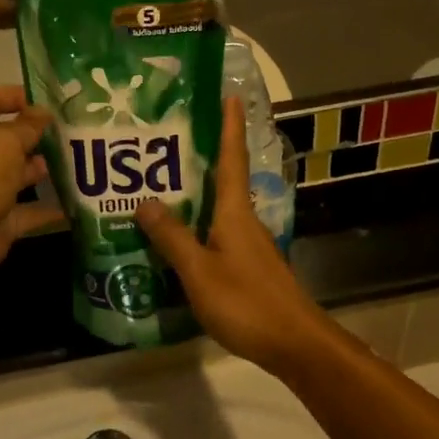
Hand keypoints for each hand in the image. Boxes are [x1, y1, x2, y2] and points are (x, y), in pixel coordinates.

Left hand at [0, 87, 63, 294]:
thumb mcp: (5, 142)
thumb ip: (27, 127)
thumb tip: (42, 113)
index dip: (17, 95)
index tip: (49, 100)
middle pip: (7, 138)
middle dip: (38, 135)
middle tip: (74, 131)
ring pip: (19, 174)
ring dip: (45, 168)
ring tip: (80, 162)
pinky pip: (30, 210)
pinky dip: (50, 208)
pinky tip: (79, 201)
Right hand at [137, 99, 335, 376]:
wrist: (294, 343)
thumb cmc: (247, 303)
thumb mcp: (200, 271)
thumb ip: (172, 238)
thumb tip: (145, 200)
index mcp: (235, 212)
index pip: (232, 158)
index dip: (230, 126)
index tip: (229, 94)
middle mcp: (244, 220)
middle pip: (223, 178)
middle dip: (202, 155)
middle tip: (165, 139)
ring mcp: (248, 243)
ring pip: (218, 208)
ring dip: (195, 193)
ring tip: (159, 184)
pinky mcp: (247, 266)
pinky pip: (217, 232)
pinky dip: (196, 224)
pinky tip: (175, 237)